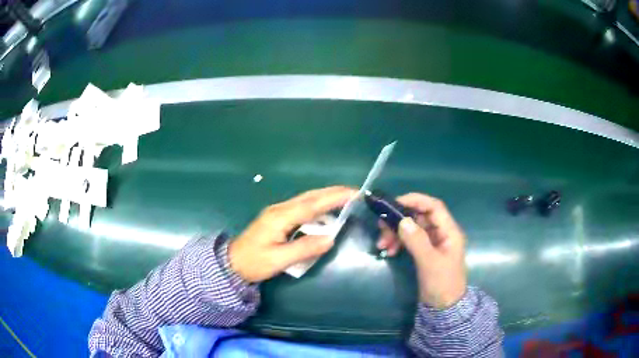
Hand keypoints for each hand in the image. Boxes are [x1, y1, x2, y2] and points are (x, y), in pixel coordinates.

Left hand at [229, 186, 355, 282]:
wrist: (232, 263)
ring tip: (346, 198)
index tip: (354, 193)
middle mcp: (280, 209)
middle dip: (333, 192)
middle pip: (310, 196)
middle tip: (355, 192)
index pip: (312, 204)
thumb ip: (304, 249)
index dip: (334, 198)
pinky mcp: (278, 217)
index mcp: (280, 217)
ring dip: (326, 196)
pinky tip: (326, 210)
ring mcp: (278, 212)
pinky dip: (318, 205)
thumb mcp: (278, 260)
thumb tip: (331, 238)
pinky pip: (302, 206)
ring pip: (306, 199)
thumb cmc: (254, 263)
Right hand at [377, 193, 466, 308]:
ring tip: (382, 244)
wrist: (443, 307)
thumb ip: (417, 241)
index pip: (434, 206)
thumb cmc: (442, 284)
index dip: (415, 200)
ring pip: (412, 228)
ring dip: (396, 233)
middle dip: (400, 220)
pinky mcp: (424, 252)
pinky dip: (398, 242)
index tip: (394, 203)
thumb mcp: (430, 263)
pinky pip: (409, 240)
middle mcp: (441, 233)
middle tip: (381, 228)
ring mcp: (432, 243)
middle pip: (419, 216)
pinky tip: (389, 251)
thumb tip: (402, 221)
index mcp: (449, 231)